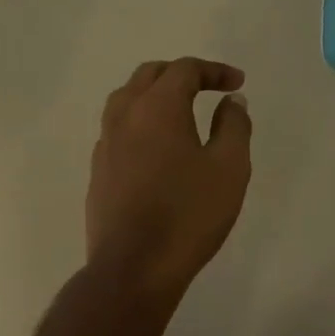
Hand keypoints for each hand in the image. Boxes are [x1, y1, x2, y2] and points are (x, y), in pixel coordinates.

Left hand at [87, 58, 252, 304]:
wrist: (134, 266)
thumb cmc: (189, 215)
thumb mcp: (229, 168)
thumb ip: (234, 126)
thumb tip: (231, 102)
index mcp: (157, 107)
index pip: (184, 69)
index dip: (214, 70)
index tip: (237, 84)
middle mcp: (124, 116)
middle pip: (149, 76)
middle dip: (181, 75)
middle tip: (208, 89)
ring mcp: (105, 144)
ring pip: (126, 100)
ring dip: (154, 96)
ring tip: (180, 112)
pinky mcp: (98, 171)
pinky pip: (118, 130)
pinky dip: (140, 123)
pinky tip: (156, 148)